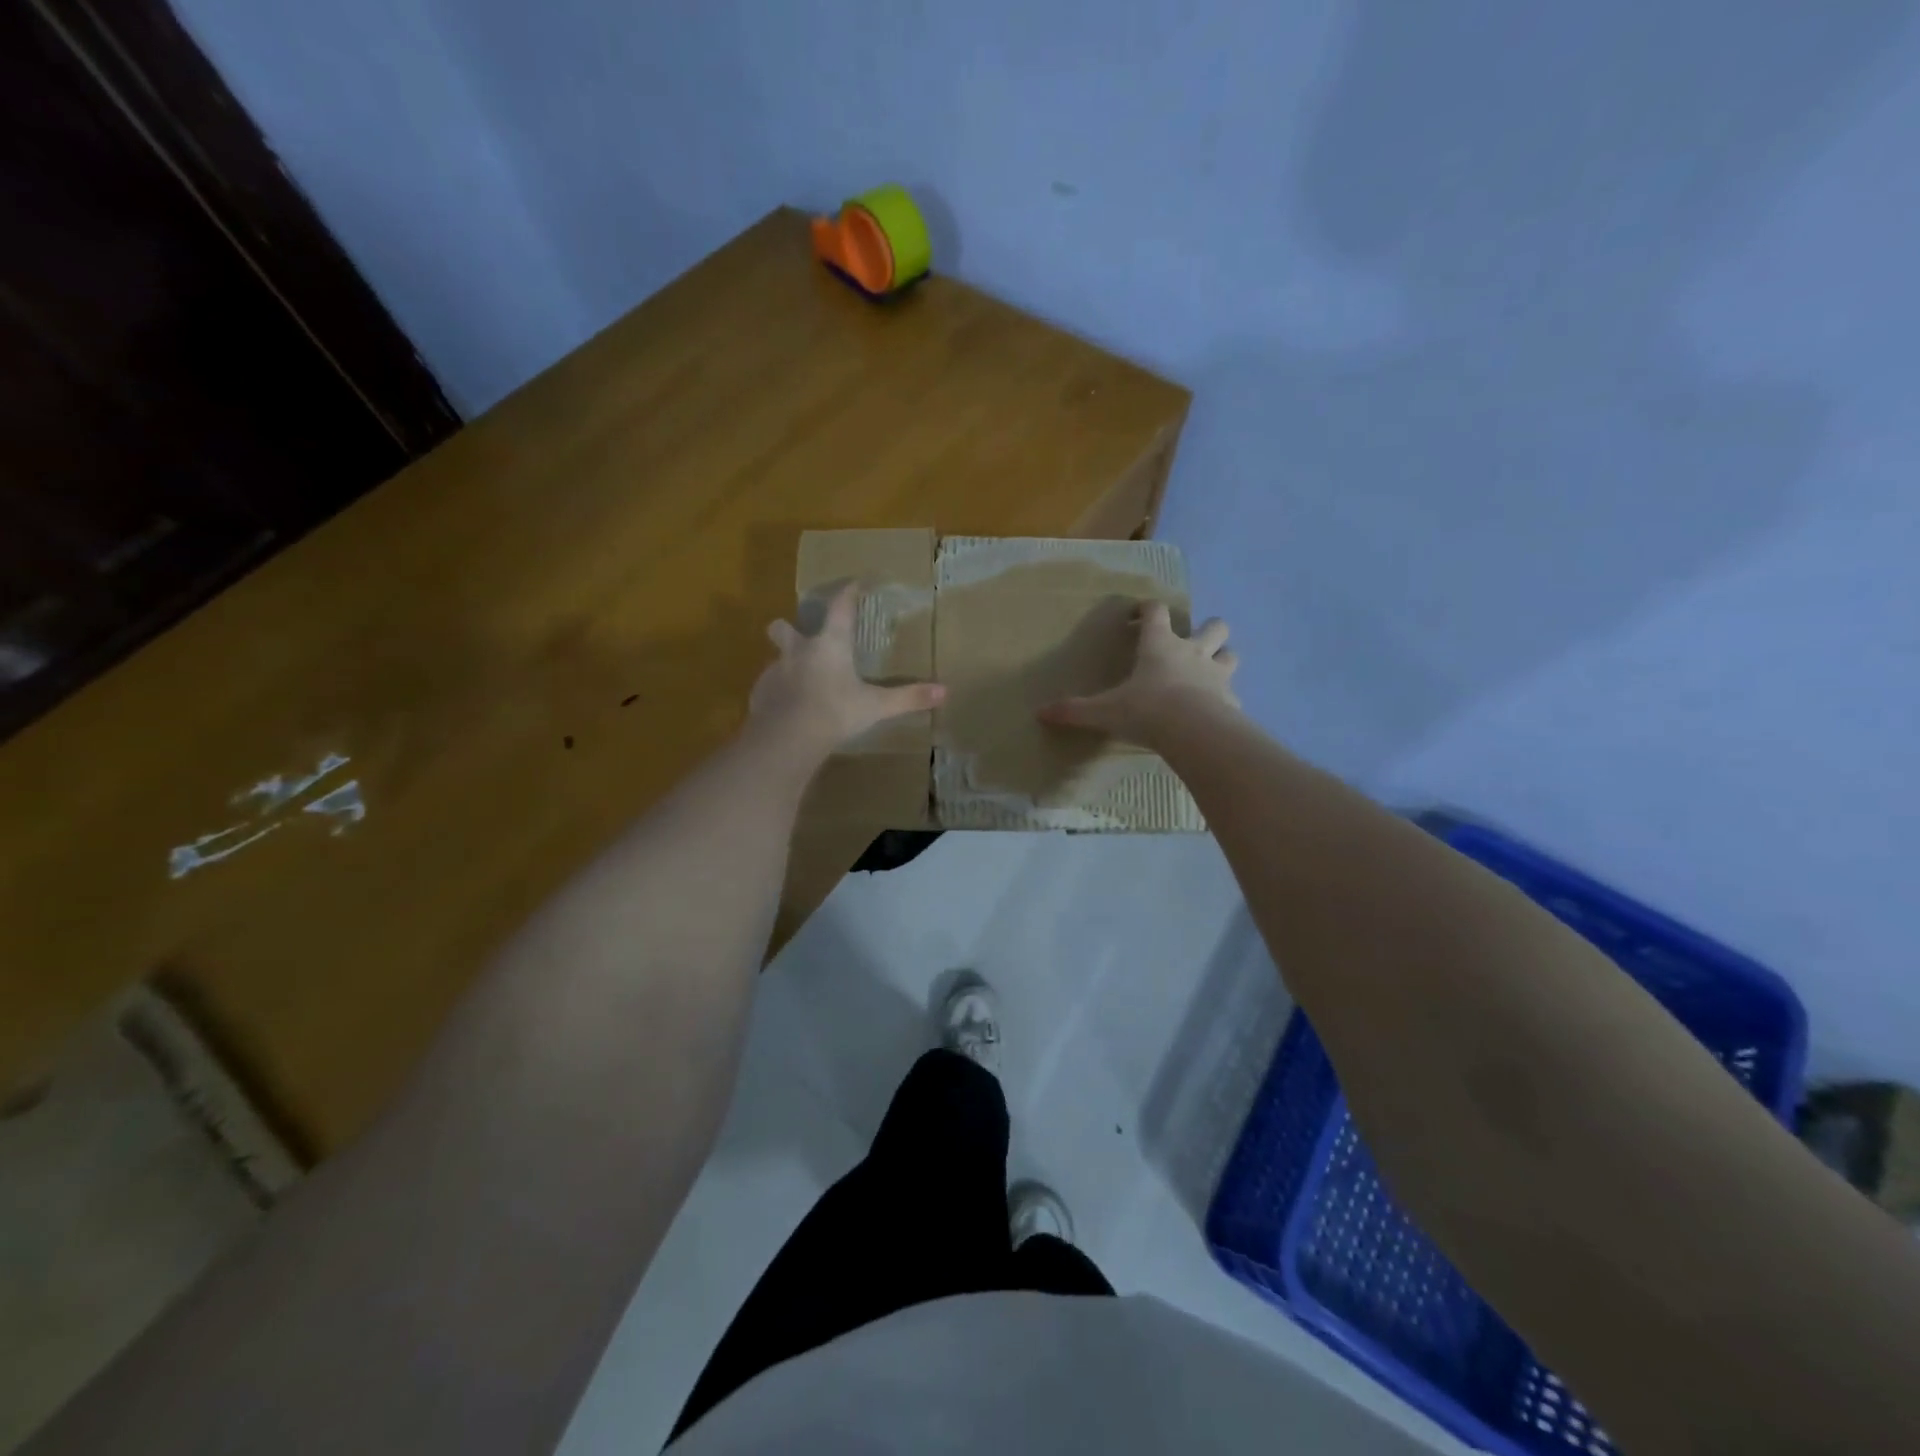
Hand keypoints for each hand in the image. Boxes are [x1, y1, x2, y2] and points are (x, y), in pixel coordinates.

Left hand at [750, 581, 944, 756]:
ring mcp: (774, 672)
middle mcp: (798, 651)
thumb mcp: (876, 706)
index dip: (848, 592)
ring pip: (776, 659)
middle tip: (802, 639)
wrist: (788, 738)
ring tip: (801, 683)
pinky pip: (768, 688)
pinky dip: (778, 694)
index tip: (855, 582)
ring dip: (787, 665)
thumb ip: (908, 698)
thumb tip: (944, 691)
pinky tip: (788, 710)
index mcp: (829, 644)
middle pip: (783, 628)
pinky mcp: (759, 695)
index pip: (840, 607)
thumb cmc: (835, 712)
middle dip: (788, 629)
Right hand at [1036, 603, 1238, 747]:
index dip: (1147, 609)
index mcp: (1160, 645)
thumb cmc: (1146, 710)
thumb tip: (1040, 713)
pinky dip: (1225, 699)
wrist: (1193, 732)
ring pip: (1230, 654)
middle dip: (1205, 629)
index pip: (1156, 612)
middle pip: (1213, 625)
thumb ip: (1075, 710)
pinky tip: (1214, 711)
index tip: (1137, 615)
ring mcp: (1217, 674)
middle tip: (1188, 644)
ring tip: (1207, 673)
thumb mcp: (1104, 711)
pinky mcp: (1231, 700)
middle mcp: (1193, 652)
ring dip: (1222, 658)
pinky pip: (1232, 694)